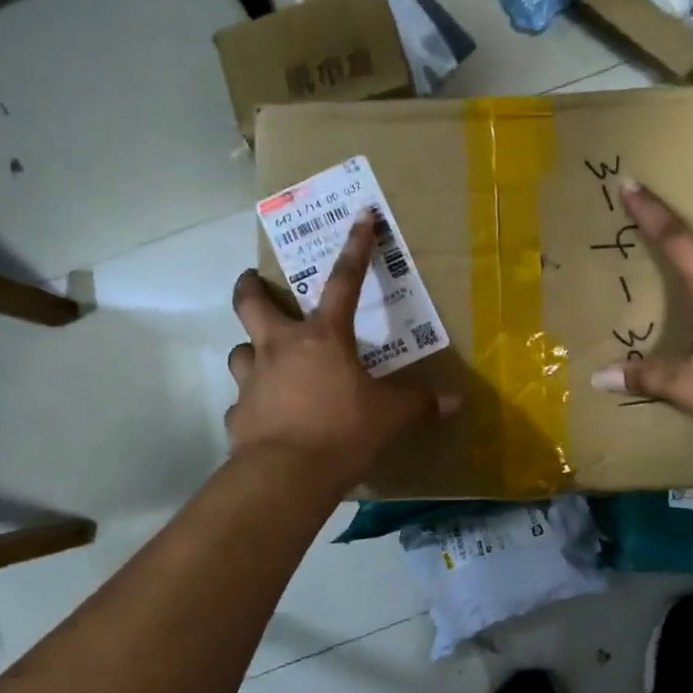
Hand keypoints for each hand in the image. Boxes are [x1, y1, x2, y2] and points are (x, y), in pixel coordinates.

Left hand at [227, 213, 454, 488]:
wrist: (288, 475)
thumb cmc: (344, 431)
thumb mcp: (392, 416)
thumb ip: (420, 404)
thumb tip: (454, 403)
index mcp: (323, 337)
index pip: (345, 281)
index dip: (356, 248)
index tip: (361, 217)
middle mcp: (280, 348)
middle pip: (251, 302)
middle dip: (251, 286)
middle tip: (253, 280)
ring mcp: (252, 380)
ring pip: (239, 350)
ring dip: (250, 349)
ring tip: (262, 358)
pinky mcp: (238, 415)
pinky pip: (242, 401)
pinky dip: (252, 403)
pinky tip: (264, 416)